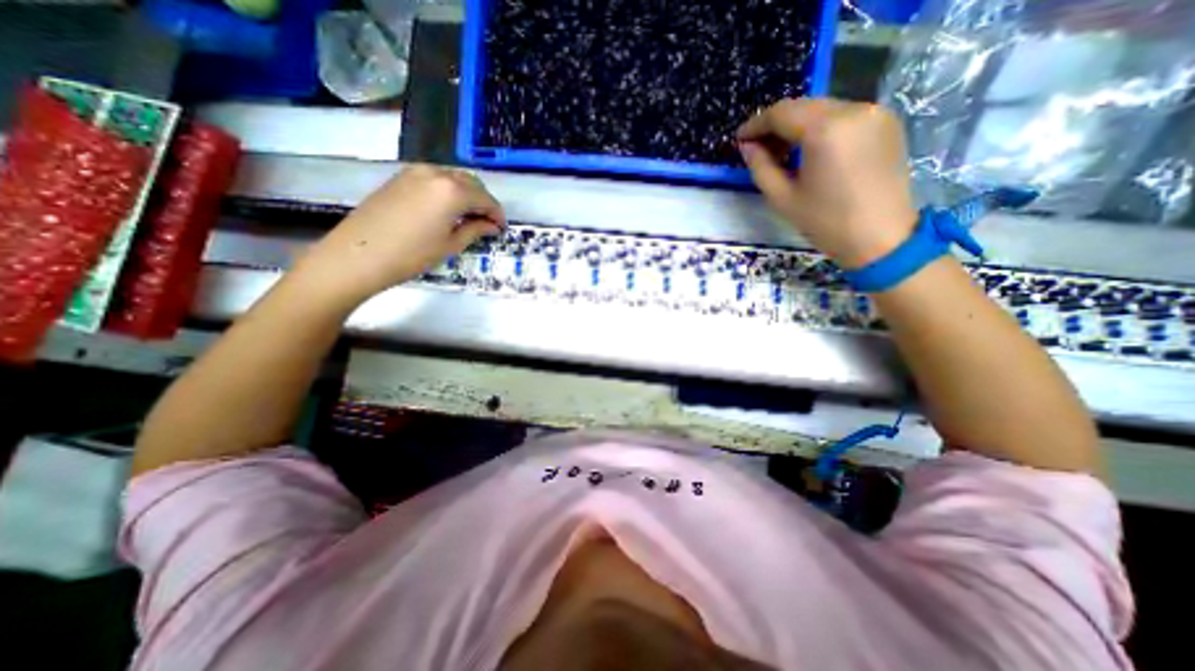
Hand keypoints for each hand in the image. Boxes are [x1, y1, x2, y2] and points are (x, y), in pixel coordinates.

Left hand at [300, 165, 504, 301]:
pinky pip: (435, 178)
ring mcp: (415, 171)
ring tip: (468, 217)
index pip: (486, 198)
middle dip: (483, 201)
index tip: (501, 228)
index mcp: (453, 190)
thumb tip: (492, 225)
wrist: (358, 255)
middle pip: (471, 182)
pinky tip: (446, 209)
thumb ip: (476, 229)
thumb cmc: (412, 255)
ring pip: (453, 177)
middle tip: (487, 223)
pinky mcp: (401, 177)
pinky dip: (448, 191)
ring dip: (466, 194)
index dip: (497, 214)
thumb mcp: (450, 244)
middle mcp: (436, 173)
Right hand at [740, 97, 917, 268]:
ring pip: (824, 109)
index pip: (782, 112)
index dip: (756, 124)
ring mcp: (875, 113)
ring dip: (798, 126)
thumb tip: (747, 147)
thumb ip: (760, 167)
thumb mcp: (782, 198)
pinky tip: (811, 151)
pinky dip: (821, 128)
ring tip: (783, 153)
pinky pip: (844, 116)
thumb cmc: (825, 222)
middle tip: (758, 149)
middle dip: (776, 125)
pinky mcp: (887, 122)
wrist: (880, 238)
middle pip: (804, 106)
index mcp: (825, 130)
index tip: (740, 140)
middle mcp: (853, 109)